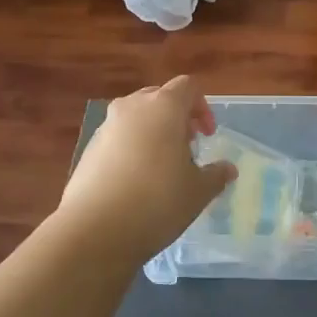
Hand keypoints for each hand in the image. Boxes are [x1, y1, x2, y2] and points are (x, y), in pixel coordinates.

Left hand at [59, 77, 236, 261]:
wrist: (94, 229)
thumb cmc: (157, 201)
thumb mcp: (198, 191)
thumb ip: (216, 174)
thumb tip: (228, 169)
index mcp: (163, 107)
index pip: (188, 87)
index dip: (202, 107)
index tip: (207, 136)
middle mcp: (132, 107)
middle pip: (159, 98)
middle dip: (177, 117)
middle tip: (187, 147)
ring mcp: (106, 126)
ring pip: (136, 117)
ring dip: (153, 132)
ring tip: (161, 167)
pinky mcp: (88, 149)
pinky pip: (117, 138)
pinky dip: (131, 149)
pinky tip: (135, 183)